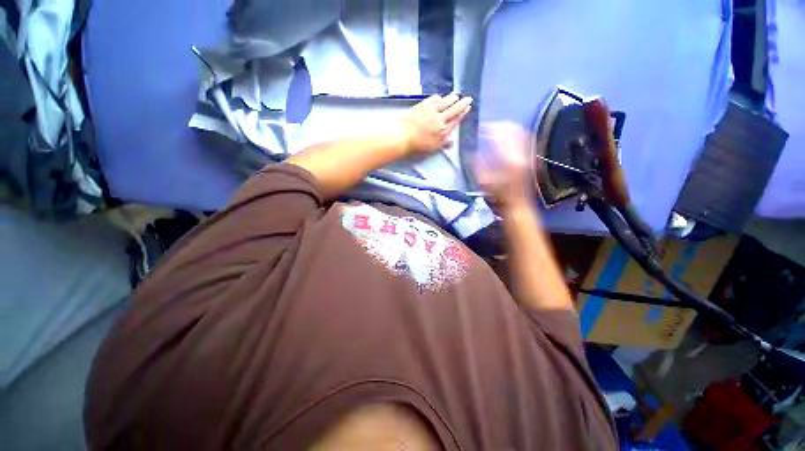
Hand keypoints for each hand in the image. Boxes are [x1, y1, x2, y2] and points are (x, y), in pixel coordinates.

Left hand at [398, 94, 472, 154]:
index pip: (456, 119)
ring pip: (445, 102)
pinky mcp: (423, 105)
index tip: (468, 107)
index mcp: (443, 129)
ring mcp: (431, 110)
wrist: (404, 136)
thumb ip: (444, 142)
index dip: (463, 113)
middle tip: (468, 98)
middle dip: (462, 103)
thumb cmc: (419, 145)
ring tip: (456, 95)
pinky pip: (433, 99)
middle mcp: (440, 118)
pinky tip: (439, 97)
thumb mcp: (433, 147)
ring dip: (452, 98)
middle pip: (454, 109)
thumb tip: (453, 141)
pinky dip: (438, 98)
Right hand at [474, 122, 532, 207]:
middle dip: (501, 125)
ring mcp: (528, 156)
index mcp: (507, 160)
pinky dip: (519, 134)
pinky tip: (512, 136)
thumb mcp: (483, 181)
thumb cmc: (497, 194)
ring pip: (522, 133)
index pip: (501, 136)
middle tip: (491, 126)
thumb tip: (473, 152)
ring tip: (500, 128)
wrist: (517, 203)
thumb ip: (477, 165)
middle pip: (514, 130)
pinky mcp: (531, 158)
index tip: (483, 128)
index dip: (491, 128)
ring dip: (511, 128)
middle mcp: (520, 155)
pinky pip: (528, 139)